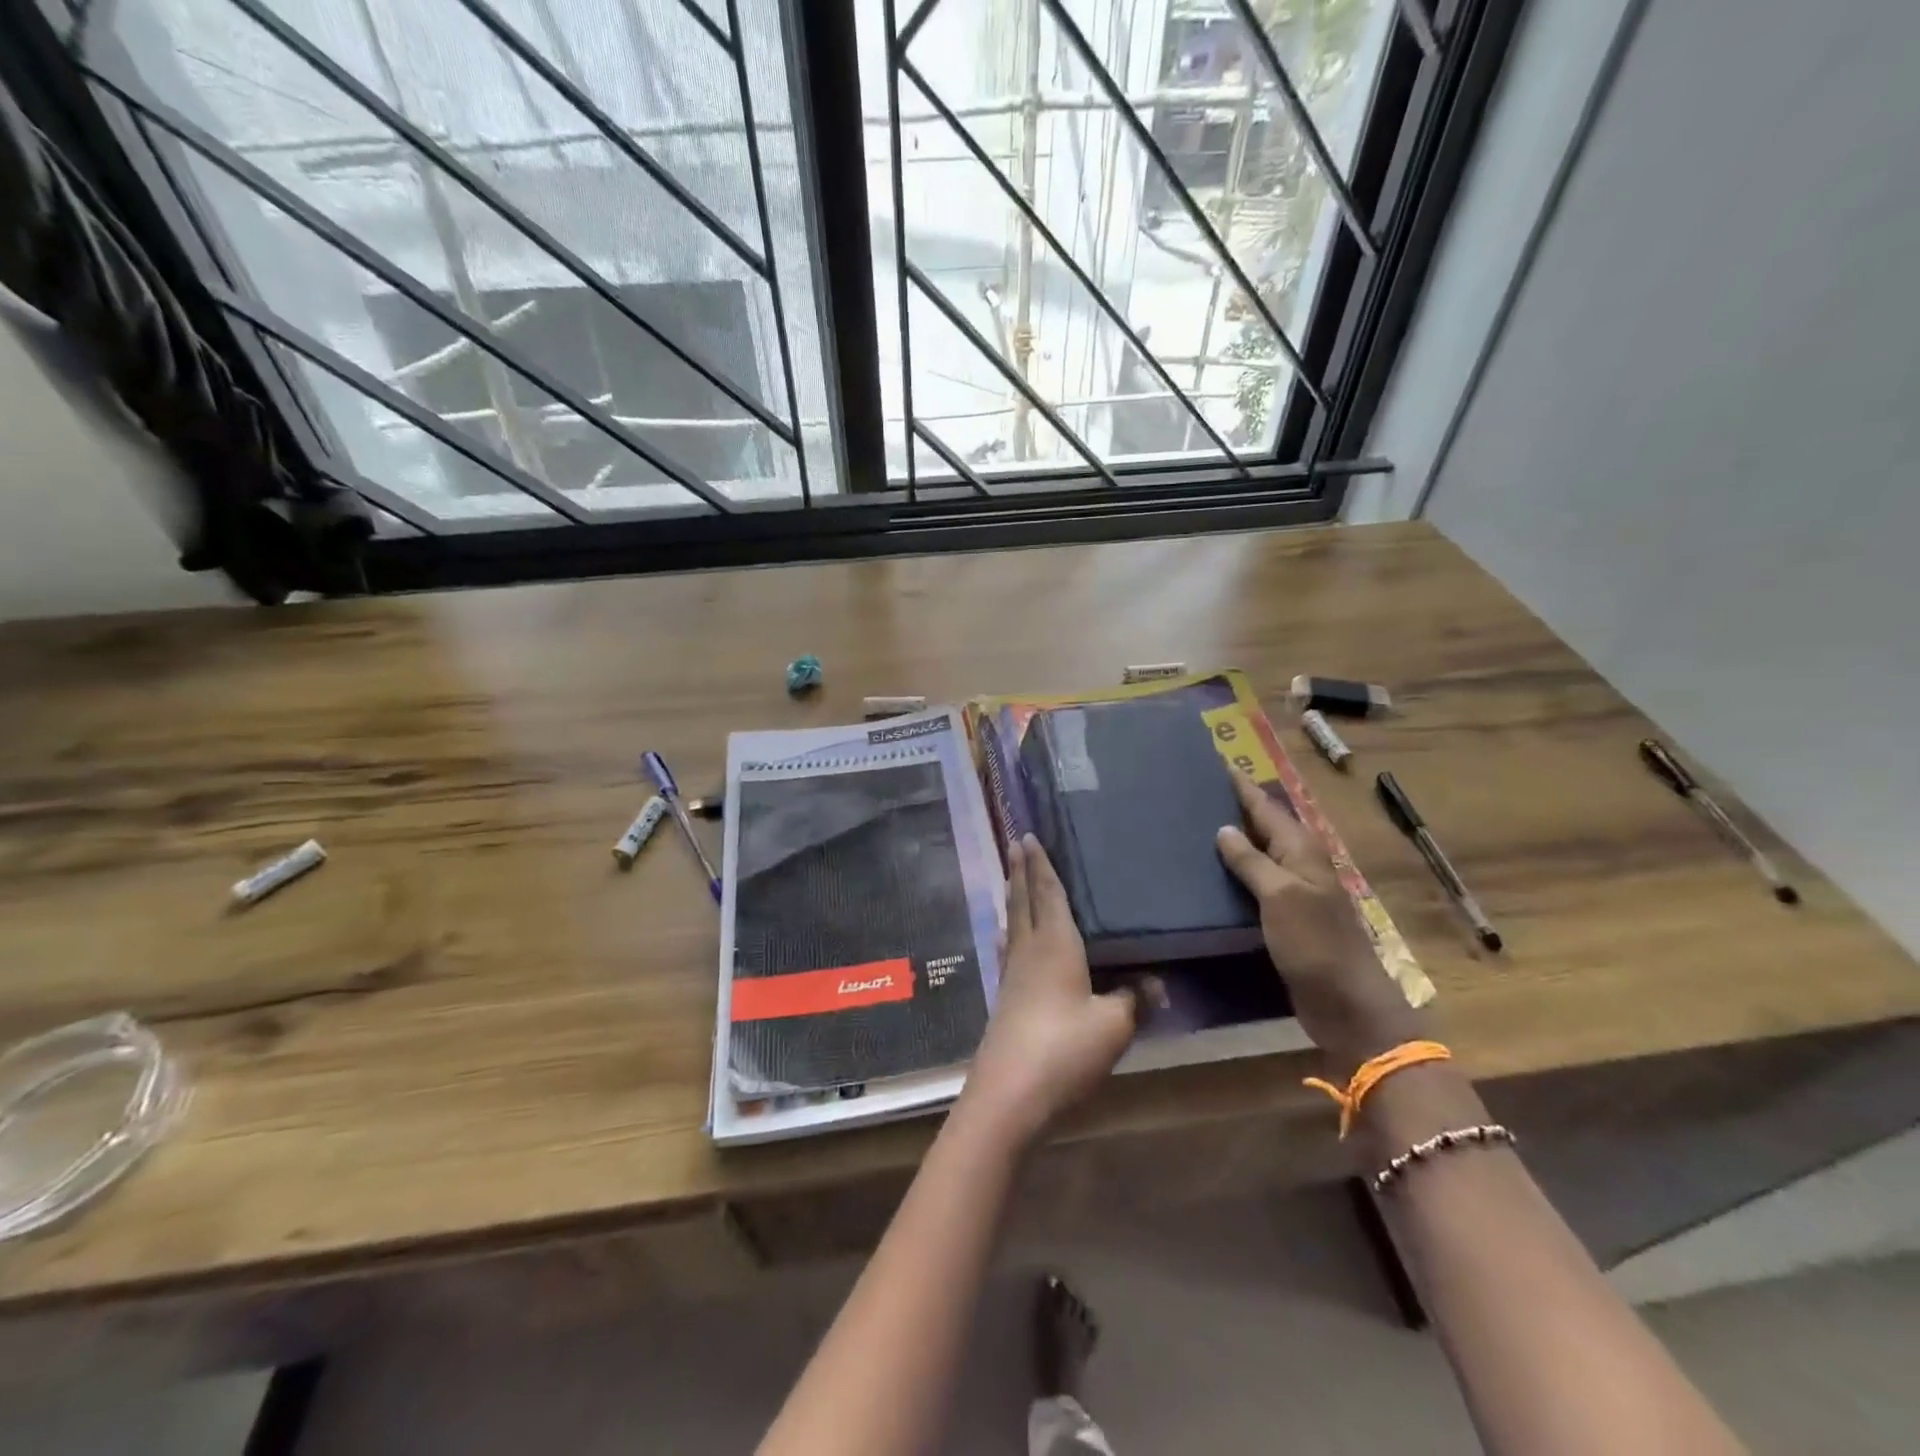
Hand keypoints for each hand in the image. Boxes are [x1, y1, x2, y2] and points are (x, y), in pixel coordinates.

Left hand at [958, 835, 1137, 1150]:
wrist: (1010, 1094)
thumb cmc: (1065, 1049)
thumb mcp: (1114, 1026)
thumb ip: (1135, 999)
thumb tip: (1158, 983)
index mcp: (1054, 945)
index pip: (1048, 893)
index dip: (1041, 865)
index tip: (1029, 837)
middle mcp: (1028, 951)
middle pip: (1022, 901)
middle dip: (1020, 871)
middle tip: (1015, 843)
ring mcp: (1011, 975)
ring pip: (1013, 923)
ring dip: (1013, 897)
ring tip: (1011, 879)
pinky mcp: (1004, 999)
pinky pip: (1009, 949)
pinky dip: (1010, 932)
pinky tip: (1007, 939)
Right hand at [1216, 771, 1424, 1075]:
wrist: (1346, 1003)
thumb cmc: (1315, 944)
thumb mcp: (1281, 897)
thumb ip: (1251, 861)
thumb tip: (1224, 828)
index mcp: (1301, 851)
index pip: (1266, 807)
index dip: (1242, 786)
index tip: (1217, 762)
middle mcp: (1298, 864)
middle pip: (1264, 825)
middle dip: (1235, 805)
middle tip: (1198, 790)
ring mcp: (1293, 891)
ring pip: (1258, 852)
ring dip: (1233, 837)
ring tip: (1196, 824)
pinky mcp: (1284, 916)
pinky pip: (1254, 880)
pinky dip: (1235, 869)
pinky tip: (1211, 872)